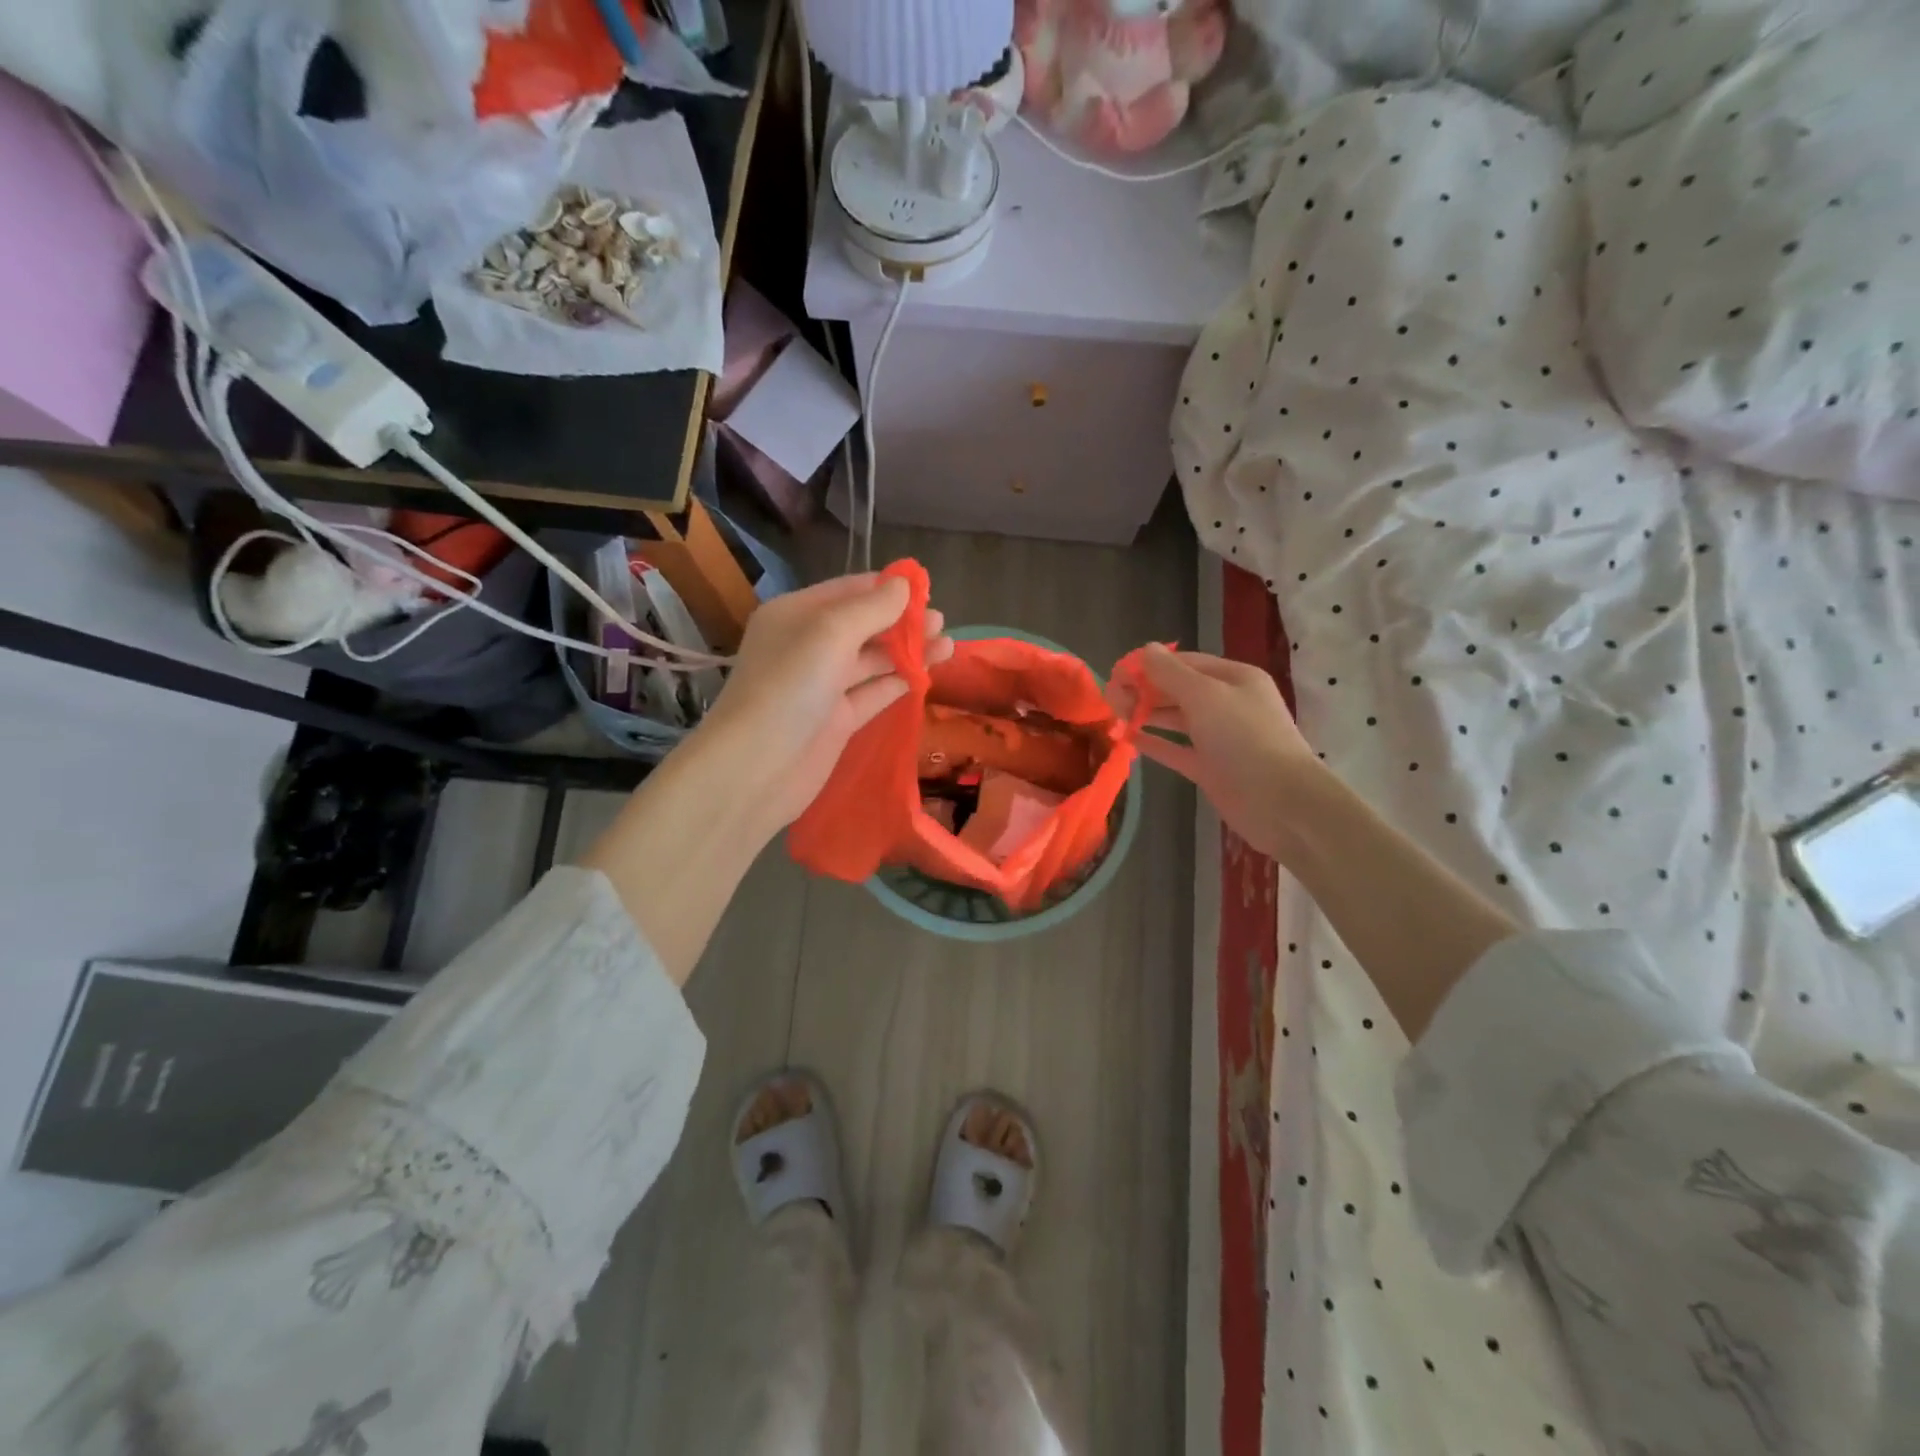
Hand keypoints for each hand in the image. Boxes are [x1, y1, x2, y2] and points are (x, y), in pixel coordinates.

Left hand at [695, 573, 952, 831]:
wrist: (757, 768)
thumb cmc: (790, 687)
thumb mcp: (830, 633)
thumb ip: (872, 608)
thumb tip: (904, 585)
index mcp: (796, 615)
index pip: (849, 590)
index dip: (887, 588)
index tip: (927, 590)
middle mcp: (808, 646)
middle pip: (864, 625)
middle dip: (902, 621)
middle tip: (941, 622)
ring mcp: (823, 685)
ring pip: (873, 661)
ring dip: (908, 652)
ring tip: (947, 646)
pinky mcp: (838, 721)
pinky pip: (874, 693)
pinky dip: (899, 684)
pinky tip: (928, 676)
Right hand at [1114, 646, 1322, 861]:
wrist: (1281, 802)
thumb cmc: (1244, 739)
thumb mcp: (1205, 696)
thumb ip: (1171, 673)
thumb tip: (1146, 650)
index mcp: (1234, 678)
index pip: (1185, 662)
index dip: (1150, 665)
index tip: (1116, 674)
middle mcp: (1227, 704)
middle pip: (1178, 689)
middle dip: (1145, 690)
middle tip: (1110, 699)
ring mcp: (1219, 737)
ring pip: (1176, 718)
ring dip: (1146, 714)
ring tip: (1114, 715)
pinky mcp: (1210, 767)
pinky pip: (1176, 749)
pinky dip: (1154, 742)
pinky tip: (1128, 738)